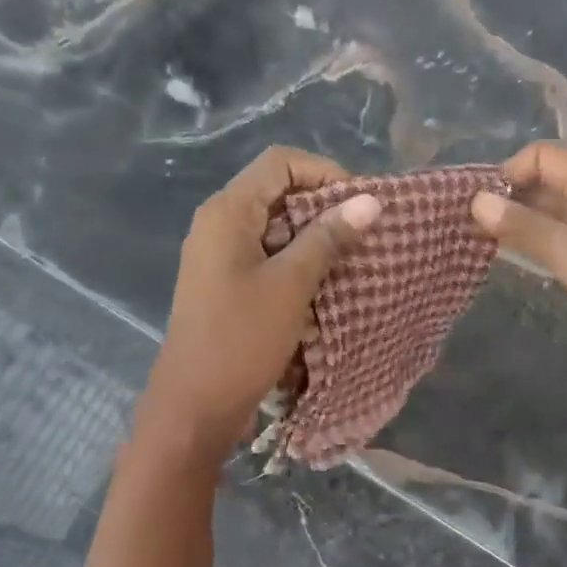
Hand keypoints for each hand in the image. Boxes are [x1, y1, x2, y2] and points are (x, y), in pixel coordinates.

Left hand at [138, 147, 381, 462]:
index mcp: (227, 211)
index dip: (325, 173)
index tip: (360, 205)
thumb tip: (371, 200)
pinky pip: (266, 256)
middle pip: (277, 191)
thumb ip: (328, 237)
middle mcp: (218, 223)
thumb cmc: (241, 339)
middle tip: (363, 234)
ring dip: (313, 237)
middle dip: (323, 206)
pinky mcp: (225, 283)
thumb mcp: (291, 284)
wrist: (195, 404)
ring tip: (352, 259)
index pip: (280, 162)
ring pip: (275, 226)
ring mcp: (219, 255)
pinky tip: (325, 282)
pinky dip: (296, 261)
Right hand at [471, 141, 566, 415]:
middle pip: (542, 185)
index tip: (477, 205)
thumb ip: (527, 228)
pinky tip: (497, 264)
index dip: (509, 172)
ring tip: (468, 243)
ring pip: (544, 220)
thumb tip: (475, 201)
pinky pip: (550, 250)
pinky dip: (525, 251)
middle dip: (504, 199)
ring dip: (510, 226)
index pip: (544, 157)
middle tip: (460, 226)